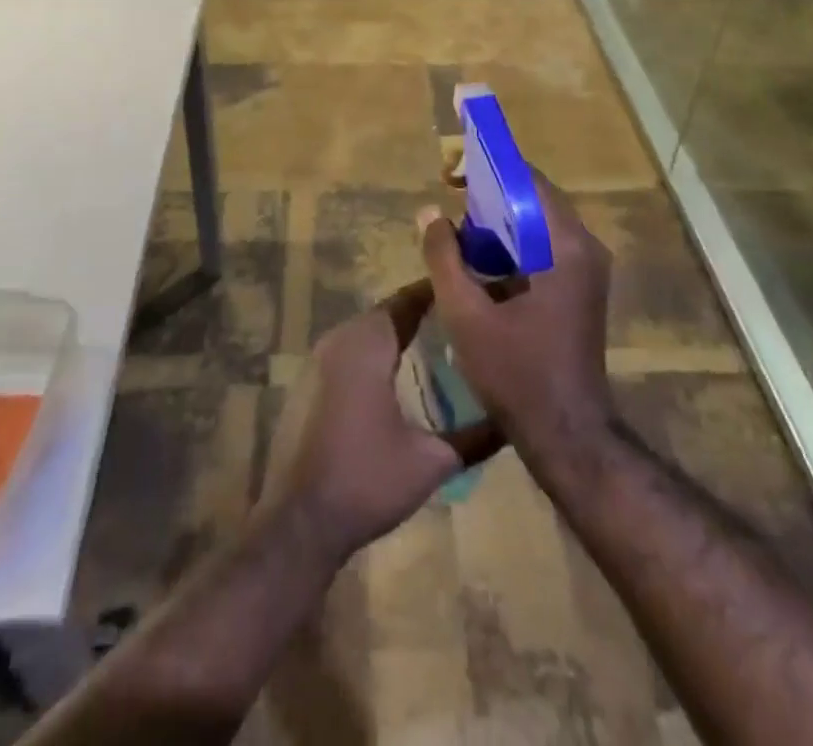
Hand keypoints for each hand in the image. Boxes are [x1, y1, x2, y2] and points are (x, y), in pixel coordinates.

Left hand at [258, 281, 500, 564]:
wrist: (298, 521)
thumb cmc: (366, 481)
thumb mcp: (431, 462)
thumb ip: (475, 437)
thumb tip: (513, 421)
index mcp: (367, 343)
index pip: (408, 300)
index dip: (439, 293)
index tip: (471, 291)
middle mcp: (339, 338)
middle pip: (388, 312)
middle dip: (423, 312)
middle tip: (463, 318)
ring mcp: (318, 359)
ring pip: (368, 331)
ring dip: (399, 332)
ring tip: (440, 340)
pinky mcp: (309, 382)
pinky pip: (350, 350)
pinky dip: (377, 351)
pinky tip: (401, 373)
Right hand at [420, 173, 613, 468]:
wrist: (567, 435)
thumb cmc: (517, 373)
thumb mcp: (467, 314)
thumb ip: (444, 258)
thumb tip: (429, 213)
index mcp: (566, 246)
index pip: (529, 181)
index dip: (488, 169)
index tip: (451, 173)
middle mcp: (585, 249)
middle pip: (536, 200)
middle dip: (491, 195)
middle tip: (450, 198)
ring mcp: (588, 271)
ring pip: (540, 225)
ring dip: (501, 221)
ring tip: (459, 230)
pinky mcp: (582, 290)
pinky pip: (546, 249)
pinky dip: (515, 245)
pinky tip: (482, 262)